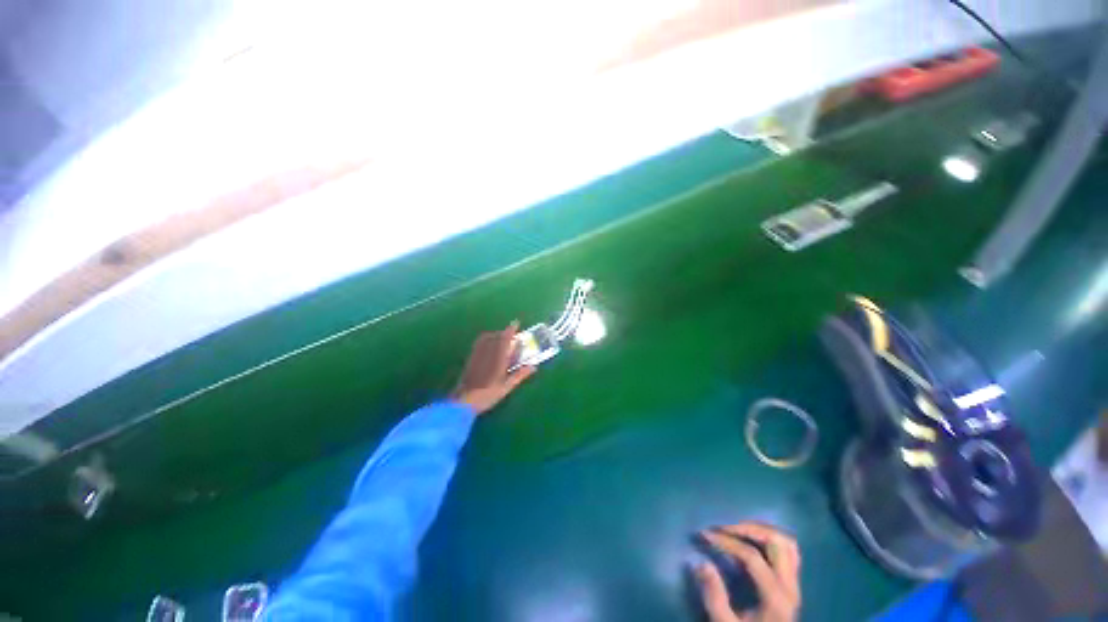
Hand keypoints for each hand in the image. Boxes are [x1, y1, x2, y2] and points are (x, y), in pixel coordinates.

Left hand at [452, 322, 535, 415]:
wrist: (464, 401)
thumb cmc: (488, 394)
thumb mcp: (507, 386)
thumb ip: (520, 375)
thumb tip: (533, 366)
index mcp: (497, 357)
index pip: (505, 338)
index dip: (511, 329)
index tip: (516, 323)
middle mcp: (487, 352)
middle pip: (496, 336)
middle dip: (505, 333)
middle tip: (512, 336)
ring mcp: (477, 354)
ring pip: (487, 338)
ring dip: (495, 335)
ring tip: (502, 341)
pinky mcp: (470, 358)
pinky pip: (479, 343)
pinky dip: (486, 340)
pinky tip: (490, 347)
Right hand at [695, 523, 800, 621]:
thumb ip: (714, 597)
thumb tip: (700, 563)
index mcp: (775, 598)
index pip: (752, 556)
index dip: (726, 541)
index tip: (703, 534)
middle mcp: (790, 587)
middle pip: (775, 542)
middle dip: (746, 529)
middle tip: (722, 528)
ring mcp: (795, 585)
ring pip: (785, 543)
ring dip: (760, 531)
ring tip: (735, 531)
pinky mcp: (792, 584)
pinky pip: (788, 552)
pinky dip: (769, 540)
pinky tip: (750, 542)